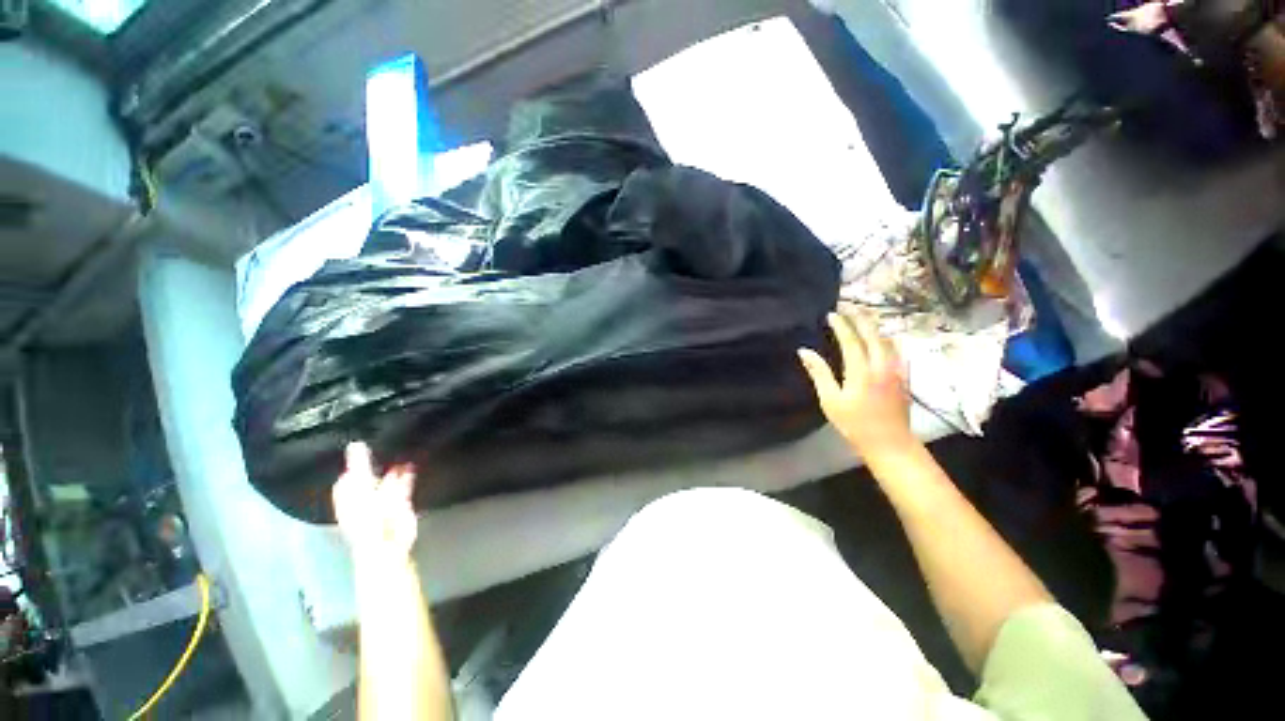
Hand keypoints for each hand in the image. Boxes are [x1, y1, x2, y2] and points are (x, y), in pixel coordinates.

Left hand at [332, 442, 418, 561]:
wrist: (389, 541)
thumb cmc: (368, 516)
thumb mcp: (360, 486)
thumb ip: (359, 465)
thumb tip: (355, 443)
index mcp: (348, 496)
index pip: (348, 476)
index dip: (353, 461)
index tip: (364, 443)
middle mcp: (364, 497)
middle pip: (368, 476)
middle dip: (376, 462)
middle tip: (385, 442)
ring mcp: (383, 500)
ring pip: (387, 479)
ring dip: (394, 466)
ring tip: (402, 448)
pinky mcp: (401, 502)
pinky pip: (403, 484)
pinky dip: (407, 474)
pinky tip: (411, 462)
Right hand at [798, 304, 914, 458]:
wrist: (890, 443)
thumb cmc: (854, 424)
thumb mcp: (830, 400)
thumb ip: (819, 373)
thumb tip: (804, 351)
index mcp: (861, 371)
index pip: (850, 340)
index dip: (841, 325)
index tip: (831, 314)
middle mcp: (881, 365)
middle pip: (873, 334)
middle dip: (860, 318)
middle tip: (848, 306)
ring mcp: (896, 370)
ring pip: (887, 339)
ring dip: (874, 326)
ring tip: (862, 318)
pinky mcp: (904, 376)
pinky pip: (895, 349)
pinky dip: (885, 338)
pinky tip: (881, 339)